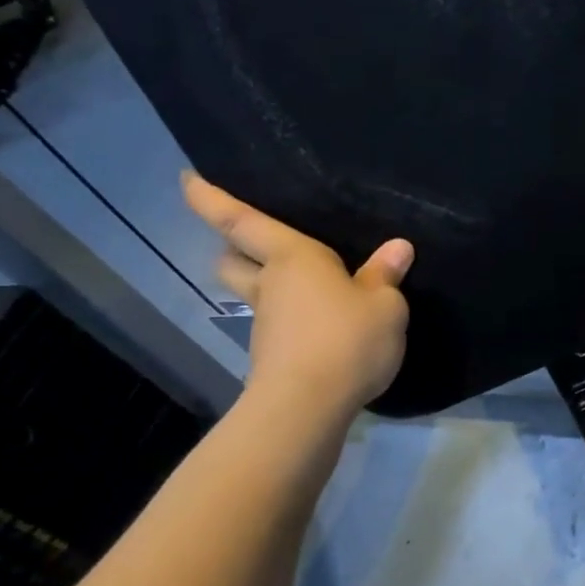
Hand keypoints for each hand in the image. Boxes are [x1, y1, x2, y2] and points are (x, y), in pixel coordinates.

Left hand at [182, 172, 413, 411]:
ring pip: (255, 295)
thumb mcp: (384, 305)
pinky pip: (279, 326)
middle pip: (233, 261)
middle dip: (235, 249)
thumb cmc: (346, 340)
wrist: (308, 408)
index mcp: (293, 258)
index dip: (210, 197)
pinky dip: (294, 321)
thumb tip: (398, 248)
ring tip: (311, 289)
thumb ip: (386, 276)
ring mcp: (267, 324)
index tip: (187, 178)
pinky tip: (326, 328)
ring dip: (270, 288)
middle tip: (254, 243)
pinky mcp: (272, 357)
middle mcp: (271, 285)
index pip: (240, 220)